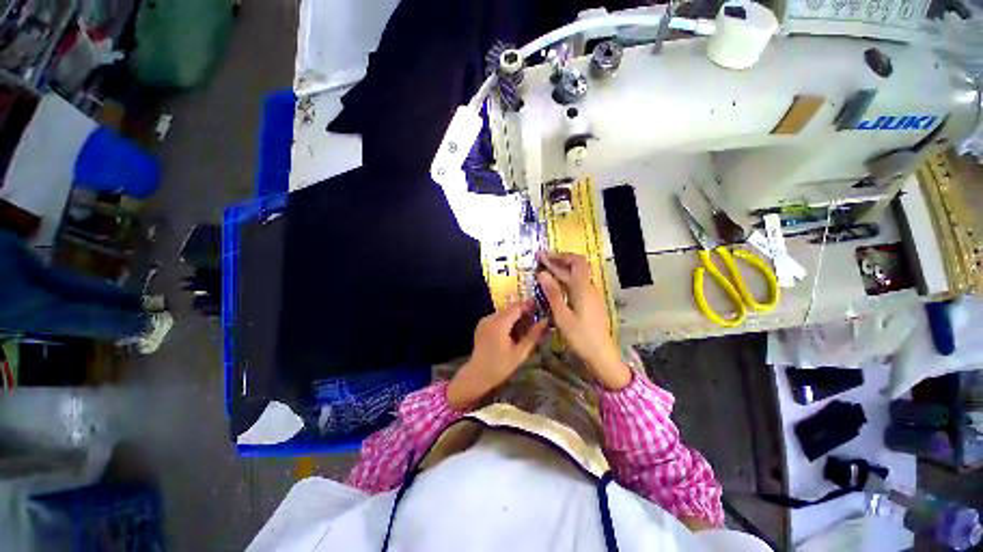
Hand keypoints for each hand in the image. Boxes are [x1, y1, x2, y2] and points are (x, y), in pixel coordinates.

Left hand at [447, 301, 547, 409]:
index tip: (540, 308)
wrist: (477, 375)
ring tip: (525, 326)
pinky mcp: (481, 325)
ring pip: (503, 312)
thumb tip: (545, 321)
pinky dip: (506, 320)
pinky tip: (511, 331)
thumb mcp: (520, 352)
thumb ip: (533, 335)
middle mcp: (491, 317)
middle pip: (510, 308)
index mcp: (500, 323)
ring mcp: (484, 320)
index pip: (517, 307)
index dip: (529, 306)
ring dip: (514, 316)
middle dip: (523, 311)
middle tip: (535, 318)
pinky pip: (497, 318)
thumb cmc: (500, 366)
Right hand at [537, 253, 630, 390]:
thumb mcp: (563, 316)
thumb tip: (542, 273)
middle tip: (540, 260)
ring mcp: (591, 295)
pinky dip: (565, 281)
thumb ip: (553, 293)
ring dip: (561, 271)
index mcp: (583, 289)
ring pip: (576, 276)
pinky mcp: (590, 302)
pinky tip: (555, 286)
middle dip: (558, 261)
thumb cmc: (581, 337)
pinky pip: (577, 285)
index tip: (545, 256)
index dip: (561, 256)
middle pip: (576, 267)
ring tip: (544, 270)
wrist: (602, 354)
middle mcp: (589, 288)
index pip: (577, 261)